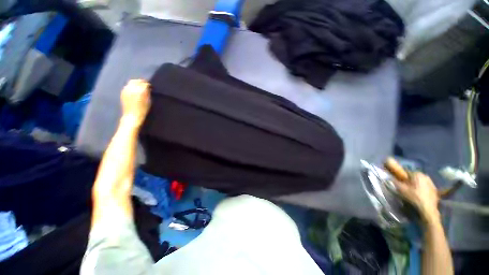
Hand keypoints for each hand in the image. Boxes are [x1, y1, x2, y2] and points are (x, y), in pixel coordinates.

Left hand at [120, 79, 150, 126]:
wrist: (132, 115)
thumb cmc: (143, 109)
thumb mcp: (149, 101)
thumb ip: (148, 92)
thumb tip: (148, 87)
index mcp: (140, 90)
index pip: (144, 83)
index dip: (148, 85)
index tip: (150, 87)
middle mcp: (132, 88)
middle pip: (137, 81)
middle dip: (141, 82)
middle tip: (145, 86)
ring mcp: (126, 90)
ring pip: (131, 82)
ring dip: (135, 84)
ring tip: (139, 88)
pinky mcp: (122, 93)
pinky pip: (127, 86)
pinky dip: (131, 87)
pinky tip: (134, 91)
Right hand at [393, 172, 439, 223]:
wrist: (428, 209)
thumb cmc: (413, 197)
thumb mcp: (400, 189)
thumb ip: (394, 181)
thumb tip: (388, 177)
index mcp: (417, 173)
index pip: (406, 172)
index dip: (400, 176)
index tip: (398, 181)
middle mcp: (425, 176)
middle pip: (414, 177)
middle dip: (409, 181)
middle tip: (404, 187)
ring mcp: (432, 183)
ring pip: (420, 182)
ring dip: (416, 185)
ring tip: (412, 192)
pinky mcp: (435, 190)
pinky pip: (426, 187)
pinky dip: (422, 190)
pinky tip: (419, 196)